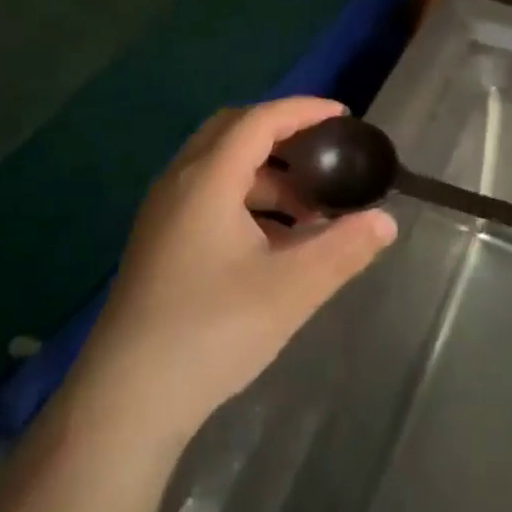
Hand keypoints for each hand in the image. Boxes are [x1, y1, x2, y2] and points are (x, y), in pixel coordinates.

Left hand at [72, 98, 397, 446]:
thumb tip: (385, 221)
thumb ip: (343, 249)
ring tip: (307, 209)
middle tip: (322, 155)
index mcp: (208, 178)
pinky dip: (244, 198)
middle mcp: (180, 181)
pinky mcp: (158, 241)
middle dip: (282, 135)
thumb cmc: (211, 331)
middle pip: (234, 131)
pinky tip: (271, 241)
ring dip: (265, 174)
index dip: (304, 111)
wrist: (126, 401)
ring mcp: (163, 212)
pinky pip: (207, 194)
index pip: (260, 120)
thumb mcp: (290, 290)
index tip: (343, 117)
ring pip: (219, 166)